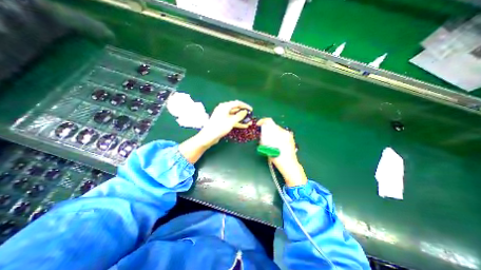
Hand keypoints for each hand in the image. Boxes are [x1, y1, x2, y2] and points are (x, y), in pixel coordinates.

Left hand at [198, 100, 253, 146]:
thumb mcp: (231, 121)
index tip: (251, 110)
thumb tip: (245, 111)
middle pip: (236, 109)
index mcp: (225, 106)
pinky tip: (244, 126)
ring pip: (235, 115)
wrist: (209, 136)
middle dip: (244, 113)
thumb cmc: (220, 127)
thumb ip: (239, 116)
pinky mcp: (223, 121)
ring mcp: (223, 116)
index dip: (245, 106)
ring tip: (250, 122)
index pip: (237, 103)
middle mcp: (224, 109)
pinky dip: (238, 122)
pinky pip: (232, 120)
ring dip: (242, 119)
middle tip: (251, 116)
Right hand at [256, 118, 307, 187]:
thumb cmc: (277, 157)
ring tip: (269, 141)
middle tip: (262, 136)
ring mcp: (288, 135)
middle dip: (267, 129)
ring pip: (277, 130)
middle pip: (273, 126)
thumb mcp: (267, 147)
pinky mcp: (290, 139)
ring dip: (271, 133)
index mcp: (279, 132)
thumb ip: (264, 137)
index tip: (258, 125)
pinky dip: (276, 136)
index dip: (262, 121)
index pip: (269, 121)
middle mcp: (285, 132)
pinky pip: (281, 134)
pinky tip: (275, 143)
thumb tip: (261, 131)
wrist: (289, 165)